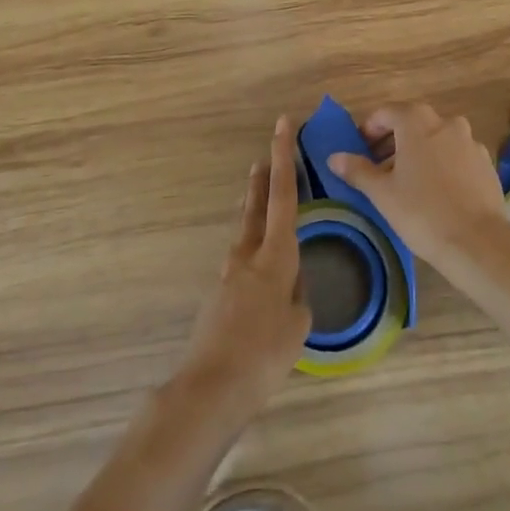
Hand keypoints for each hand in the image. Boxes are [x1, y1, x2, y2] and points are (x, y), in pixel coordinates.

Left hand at [178, 117, 310, 425]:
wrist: (211, 386)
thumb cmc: (265, 353)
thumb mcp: (298, 323)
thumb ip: (297, 293)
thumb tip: (290, 283)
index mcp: (275, 255)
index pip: (284, 195)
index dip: (285, 157)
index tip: (284, 124)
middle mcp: (248, 254)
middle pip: (259, 203)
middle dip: (266, 174)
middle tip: (269, 150)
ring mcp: (229, 272)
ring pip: (248, 229)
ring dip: (258, 208)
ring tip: (264, 195)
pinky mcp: (219, 293)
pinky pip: (243, 260)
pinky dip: (256, 249)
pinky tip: (264, 269)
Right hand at [327, 102, 509, 272]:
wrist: (478, 243)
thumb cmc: (422, 212)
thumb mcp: (382, 193)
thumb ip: (358, 170)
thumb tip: (334, 157)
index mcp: (418, 122)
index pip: (386, 113)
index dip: (369, 130)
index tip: (360, 152)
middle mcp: (447, 123)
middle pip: (412, 123)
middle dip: (393, 142)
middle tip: (379, 169)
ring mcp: (471, 142)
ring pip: (436, 139)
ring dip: (418, 153)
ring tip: (407, 183)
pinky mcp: (486, 164)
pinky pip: (456, 156)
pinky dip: (442, 164)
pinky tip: (437, 192)